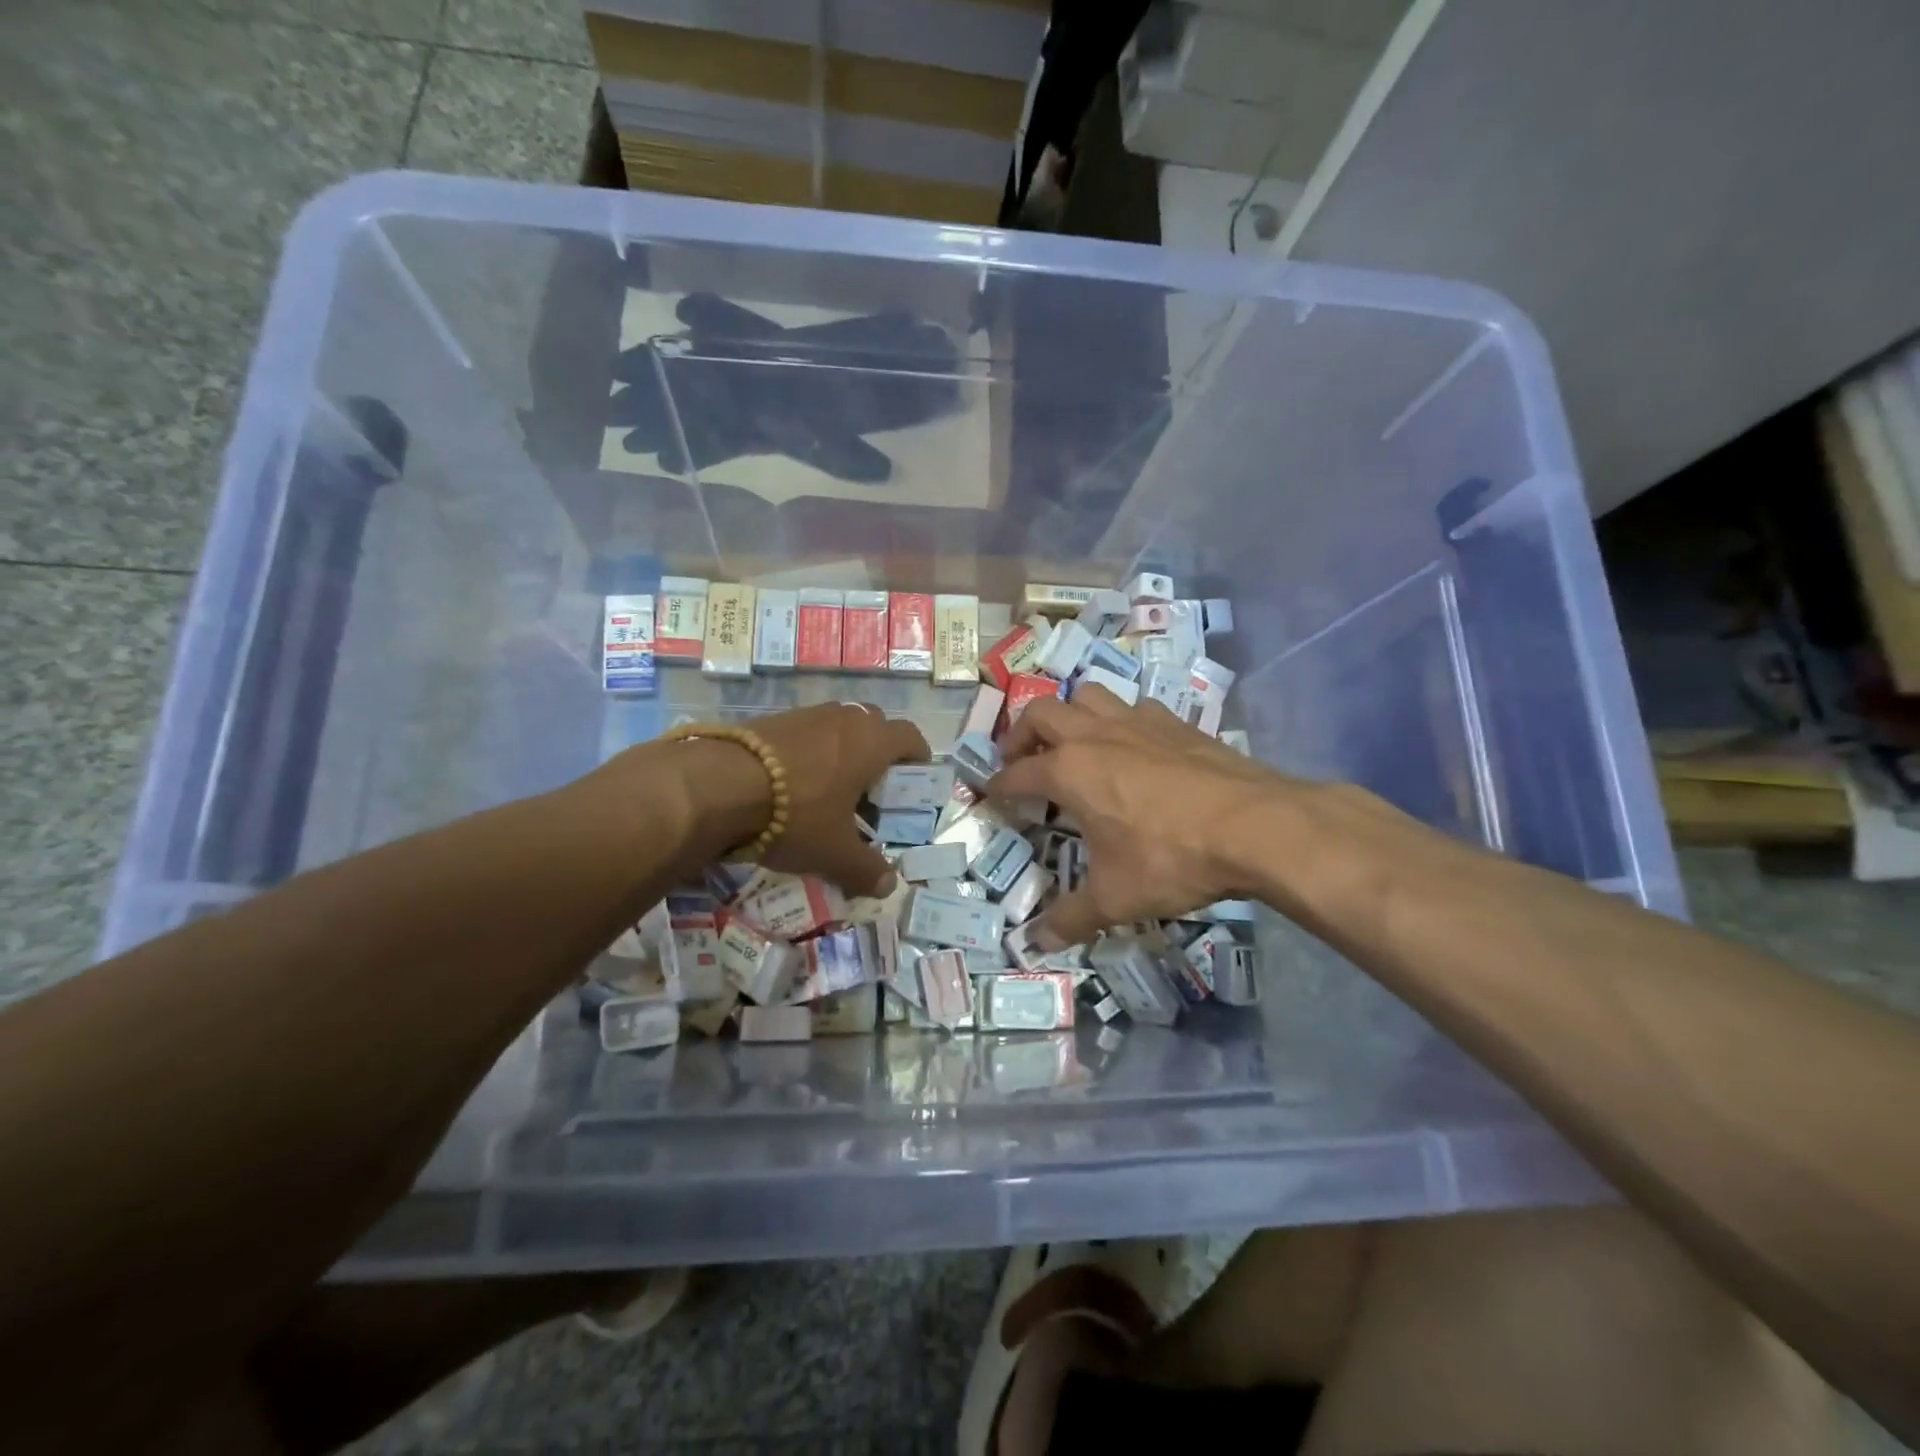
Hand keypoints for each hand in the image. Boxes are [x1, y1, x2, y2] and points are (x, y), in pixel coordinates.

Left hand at [657, 702, 928, 897]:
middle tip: (872, 790)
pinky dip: (811, 752)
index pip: (910, 737)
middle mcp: (845, 719)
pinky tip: (793, 784)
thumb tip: (889, 886)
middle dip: (879, 755)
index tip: (915, 778)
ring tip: (831, 789)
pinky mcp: (773, 719)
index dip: (918, 756)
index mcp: (872, 742)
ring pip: (838, 728)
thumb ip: (866, 869)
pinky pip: (807, 732)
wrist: (720, 785)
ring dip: (843, 752)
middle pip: (875, 727)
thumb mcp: (835, 852)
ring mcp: (807, 714)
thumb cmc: (796, 815)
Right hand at [988, 687, 1295, 946]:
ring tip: (1073, 744)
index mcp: (1070, 771)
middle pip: (1041, 714)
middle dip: (1021, 734)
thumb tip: (1036, 944)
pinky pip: (1133, 707)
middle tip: (1022, 761)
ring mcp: (1137, 722)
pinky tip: (1132, 747)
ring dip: (1070, 715)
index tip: (991, 793)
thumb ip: (1071, 918)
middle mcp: (1095, 735)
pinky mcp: (1175, 723)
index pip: (1018, 773)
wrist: (1255, 826)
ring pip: (1087, 696)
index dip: (999, 785)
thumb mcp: (1116, 898)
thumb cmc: (1171, 858)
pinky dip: (1119, 721)